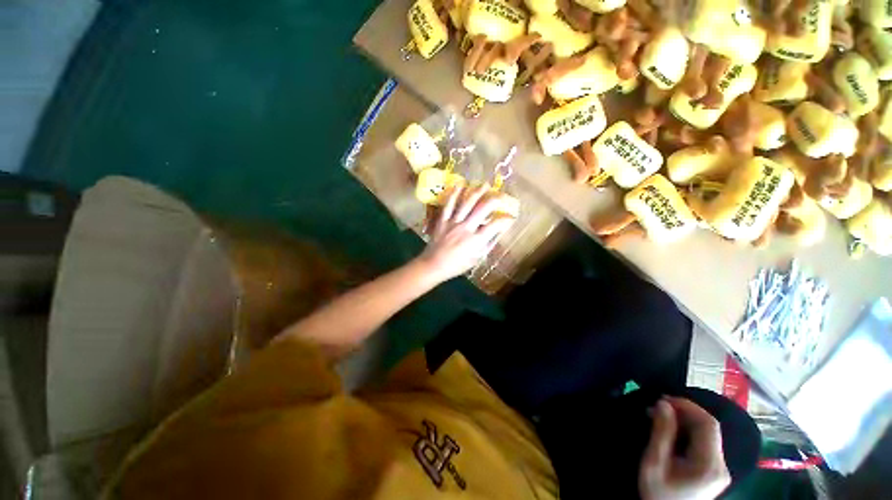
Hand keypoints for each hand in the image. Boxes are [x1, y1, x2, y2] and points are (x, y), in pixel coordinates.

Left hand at [417, 185, 515, 282]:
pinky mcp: (442, 220)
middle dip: (494, 199)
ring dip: (477, 192)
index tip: (510, 217)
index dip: (506, 219)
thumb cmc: (457, 265)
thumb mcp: (477, 258)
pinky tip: (459, 185)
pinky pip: (449, 205)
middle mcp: (466, 228)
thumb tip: (498, 233)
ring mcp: (453, 222)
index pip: (495, 225)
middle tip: (500, 195)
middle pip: (482, 209)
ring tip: (485, 184)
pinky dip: (454, 194)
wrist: (434, 264)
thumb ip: (488, 245)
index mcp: (476, 241)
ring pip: (466, 203)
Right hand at [639, 397, 730, 499]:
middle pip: (710, 428)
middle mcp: (721, 465)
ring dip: (685, 420)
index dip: (687, 406)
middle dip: (684, 411)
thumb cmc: (658, 492)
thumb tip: (663, 403)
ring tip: (661, 415)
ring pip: (707, 434)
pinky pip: (705, 443)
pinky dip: (688, 431)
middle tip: (658, 405)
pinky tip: (671, 430)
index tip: (663, 398)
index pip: (708, 424)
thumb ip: (661, 432)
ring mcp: (720, 469)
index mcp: (709, 464)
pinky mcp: (714, 471)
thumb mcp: (655, 463)